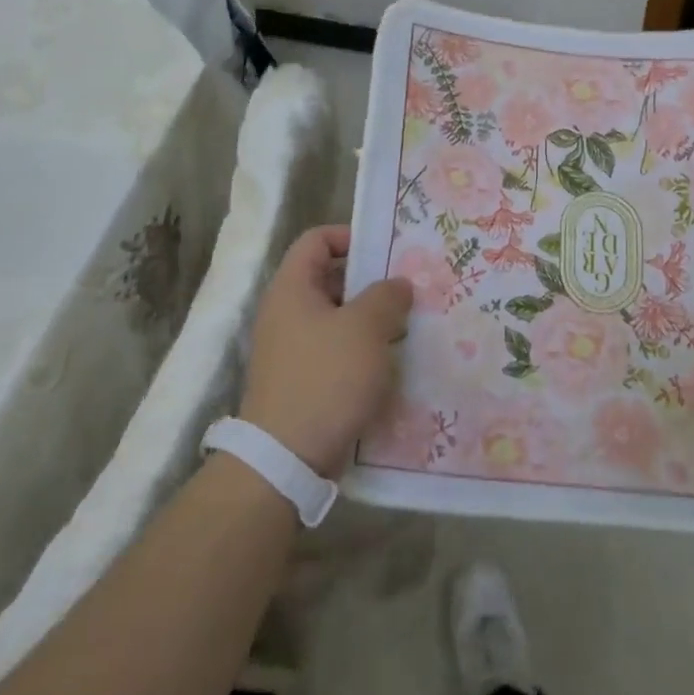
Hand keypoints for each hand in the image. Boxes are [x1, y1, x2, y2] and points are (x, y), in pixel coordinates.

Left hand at [239, 225, 414, 478]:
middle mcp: (286, 313)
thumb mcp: (365, 328)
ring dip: (370, 320)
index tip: (386, 252)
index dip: (350, 236)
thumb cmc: (326, 378)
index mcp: (292, 289)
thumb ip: (386, 296)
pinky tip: (391, 362)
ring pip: (337, 318)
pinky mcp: (302, 380)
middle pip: (330, 279)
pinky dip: (361, 350)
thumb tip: (397, 284)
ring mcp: (291, 349)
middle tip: (408, 289)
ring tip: (408, 325)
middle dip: (370, 282)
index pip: (316, 240)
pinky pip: (335, 351)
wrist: (286, 458)